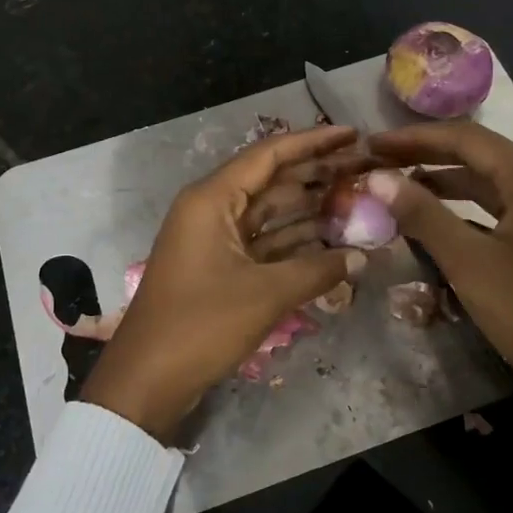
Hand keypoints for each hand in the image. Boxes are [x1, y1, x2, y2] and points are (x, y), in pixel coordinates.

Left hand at [81, 125, 368, 442]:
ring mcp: (213, 238)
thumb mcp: (265, 295)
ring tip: (356, 200)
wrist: (147, 379)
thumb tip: (361, 256)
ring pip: (268, 212)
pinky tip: (330, 240)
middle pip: (271, 180)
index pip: (269, 155)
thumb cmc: (201, 325)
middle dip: (316, 174)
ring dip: (308, 208)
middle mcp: (211, 208)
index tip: (353, 134)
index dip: (313, 142)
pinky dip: (292, 240)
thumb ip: (317, 270)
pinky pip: (261, 241)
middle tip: (364, 168)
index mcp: (212, 199)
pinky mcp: (218, 266)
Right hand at [367, 121, 512, 464]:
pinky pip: (495, 208)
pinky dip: (461, 208)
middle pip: (476, 155)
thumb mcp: (469, 262)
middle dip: (425, 156)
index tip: (371, 145)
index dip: (414, 138)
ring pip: (485, 182)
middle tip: (377, 162)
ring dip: (441, 181)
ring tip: (395, 186)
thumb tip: (377, 178)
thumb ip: (422, 214)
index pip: (464, 138)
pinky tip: (431, 219)